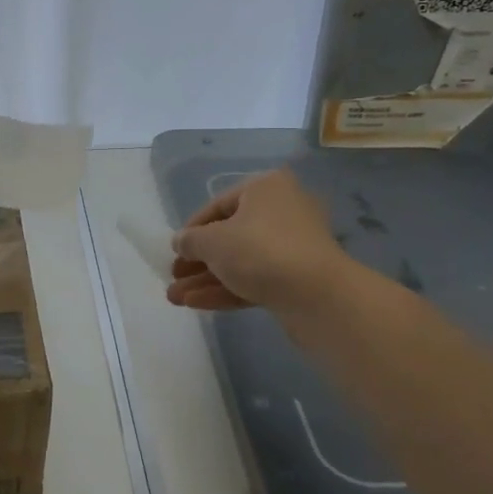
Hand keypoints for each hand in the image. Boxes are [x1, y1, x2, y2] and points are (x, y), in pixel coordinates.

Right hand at [166, 168, 349, 311]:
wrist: (318, 296)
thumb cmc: (259, 251)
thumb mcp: (212, 241)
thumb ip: (190, 240)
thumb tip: (181, 242)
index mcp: (265, 189)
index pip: (218, 206)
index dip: (191, 229)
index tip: (174, 251)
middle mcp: (282, 211)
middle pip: (229, 236)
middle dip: (197, 261)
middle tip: (174, 277)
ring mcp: (292, 247)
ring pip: (240, 261)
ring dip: (207, 279)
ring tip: (175, 298)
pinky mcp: (297, 279)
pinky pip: (255, 279)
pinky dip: (227, 289)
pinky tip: (196, 304)